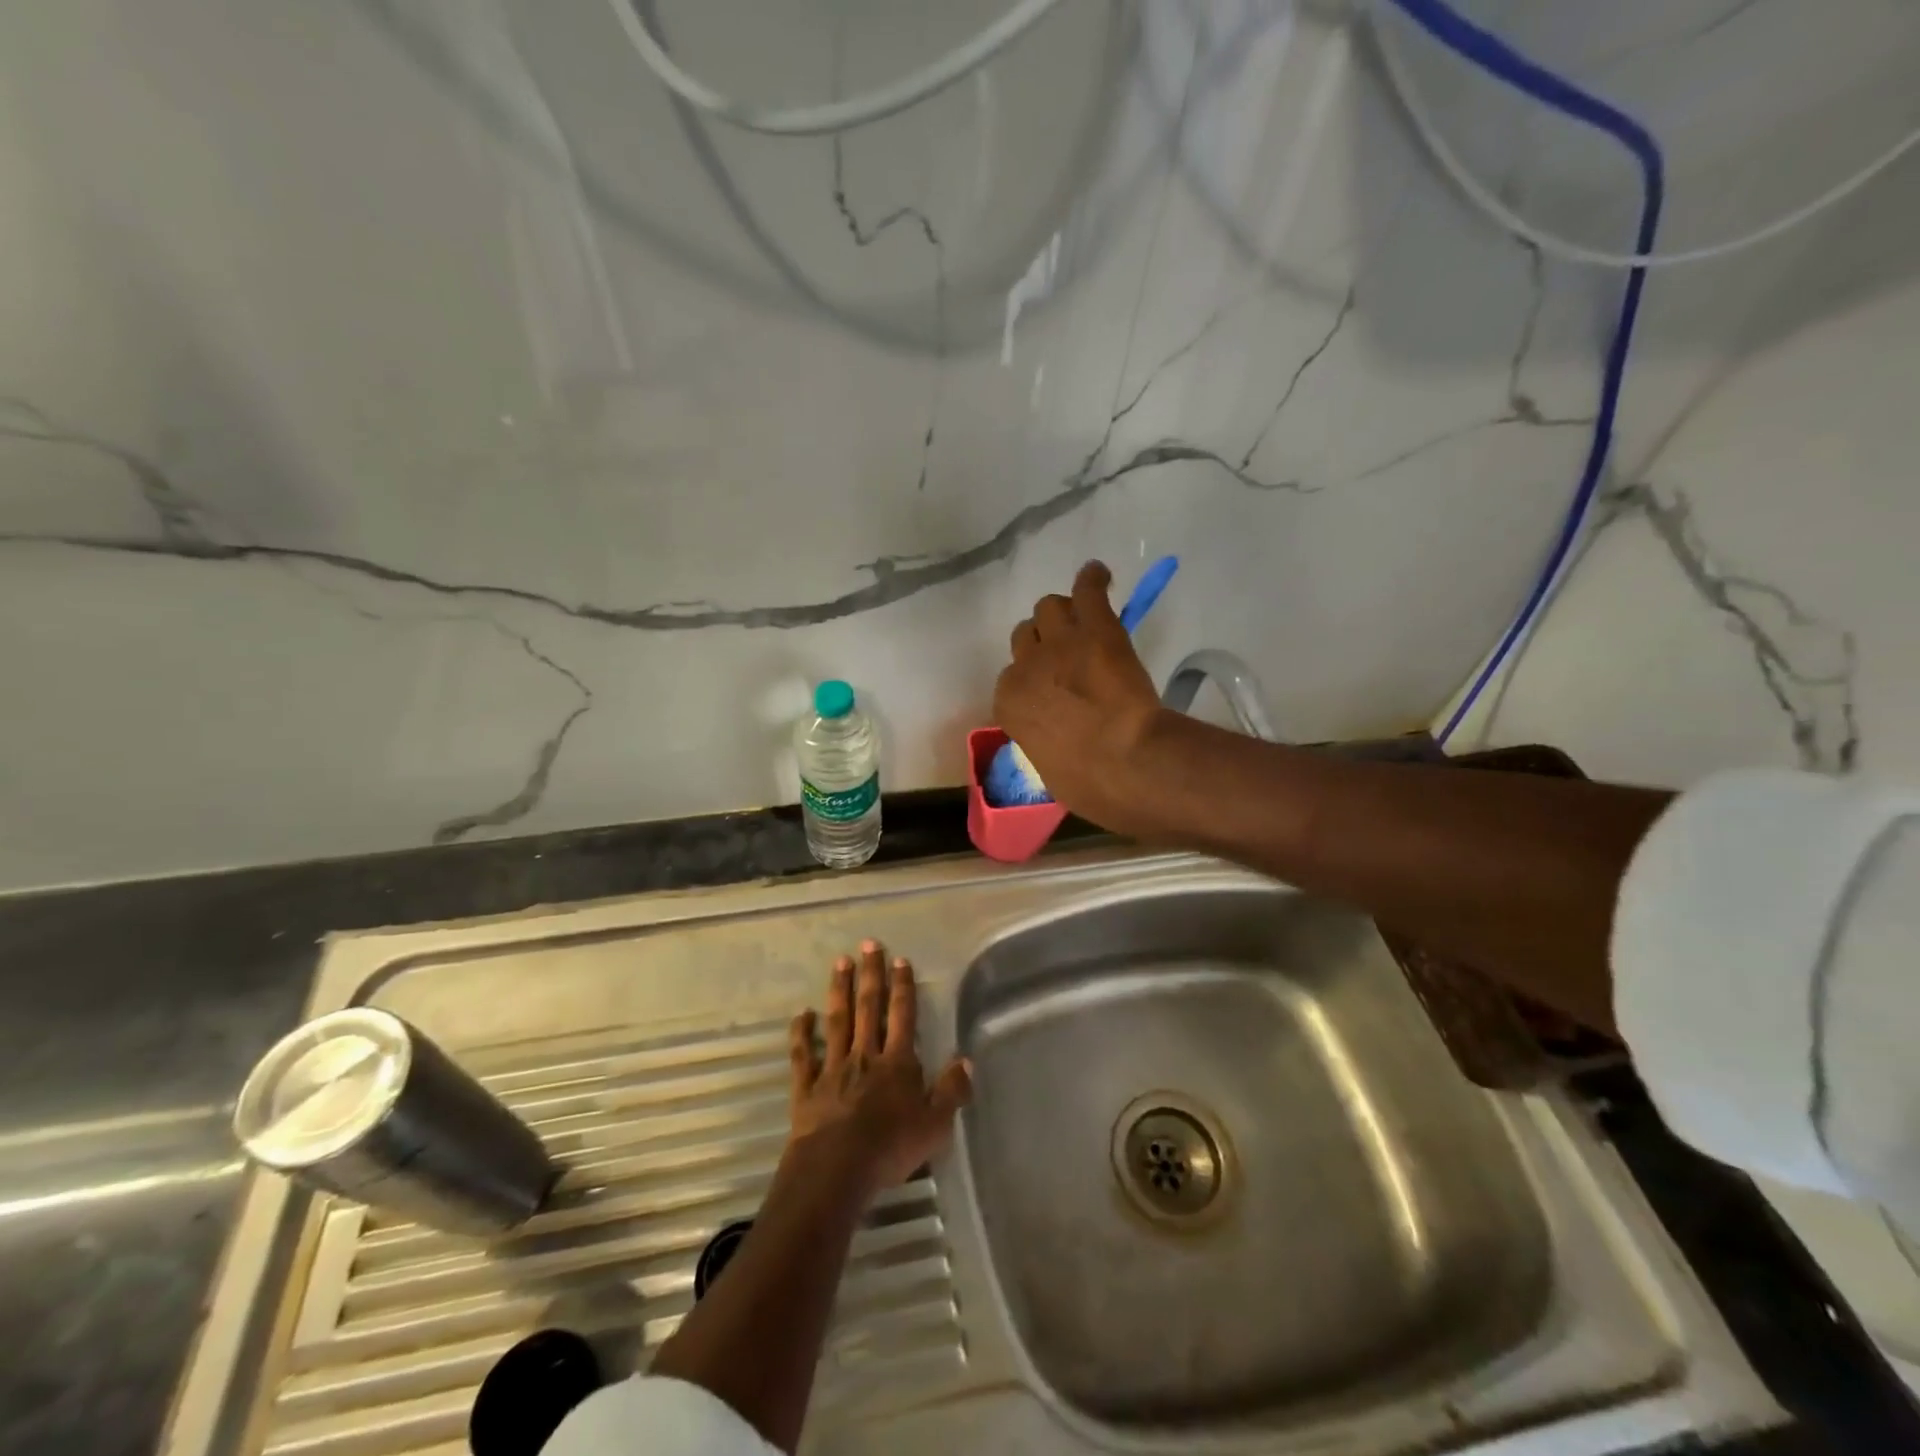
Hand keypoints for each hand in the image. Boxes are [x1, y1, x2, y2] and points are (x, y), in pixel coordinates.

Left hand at [787, 941, 971, 1201]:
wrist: (836, 1169)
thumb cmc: (890, 1147)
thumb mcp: (935, 1125)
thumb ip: (951, 1091)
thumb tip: (965, 1060)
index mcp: (896, 1063)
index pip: (902, 1016)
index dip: (903, 987)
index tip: (900, 959)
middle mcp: (864, 1056)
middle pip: (869, 1008)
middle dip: (871, 974)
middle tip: (868, 944)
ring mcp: (833, 1068)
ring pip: (837, 1021)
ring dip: (839, 990)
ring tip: (840, 962)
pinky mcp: (807, 1087)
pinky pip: (803, 1055)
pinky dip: (801, 1033)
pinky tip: (801, 1013)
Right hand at [993, 560, 1166, 832]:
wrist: (1125, 761)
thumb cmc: (1088, 783)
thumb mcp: (1051, 767)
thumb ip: (1045, 740)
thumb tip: (1058, 739)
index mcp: (1008, 705)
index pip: (1011, 681)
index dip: (1034, 683)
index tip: (1052, 693)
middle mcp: (1025, 666)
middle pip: (1025, 637)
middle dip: (1043, 646)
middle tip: (1067, 659)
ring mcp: (1060, 642)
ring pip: (1049, 607)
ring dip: (1063, 615)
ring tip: (1082, 622)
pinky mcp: (1096, 627)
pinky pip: (1088, 589)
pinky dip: (1093, 580)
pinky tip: (1098, 576)